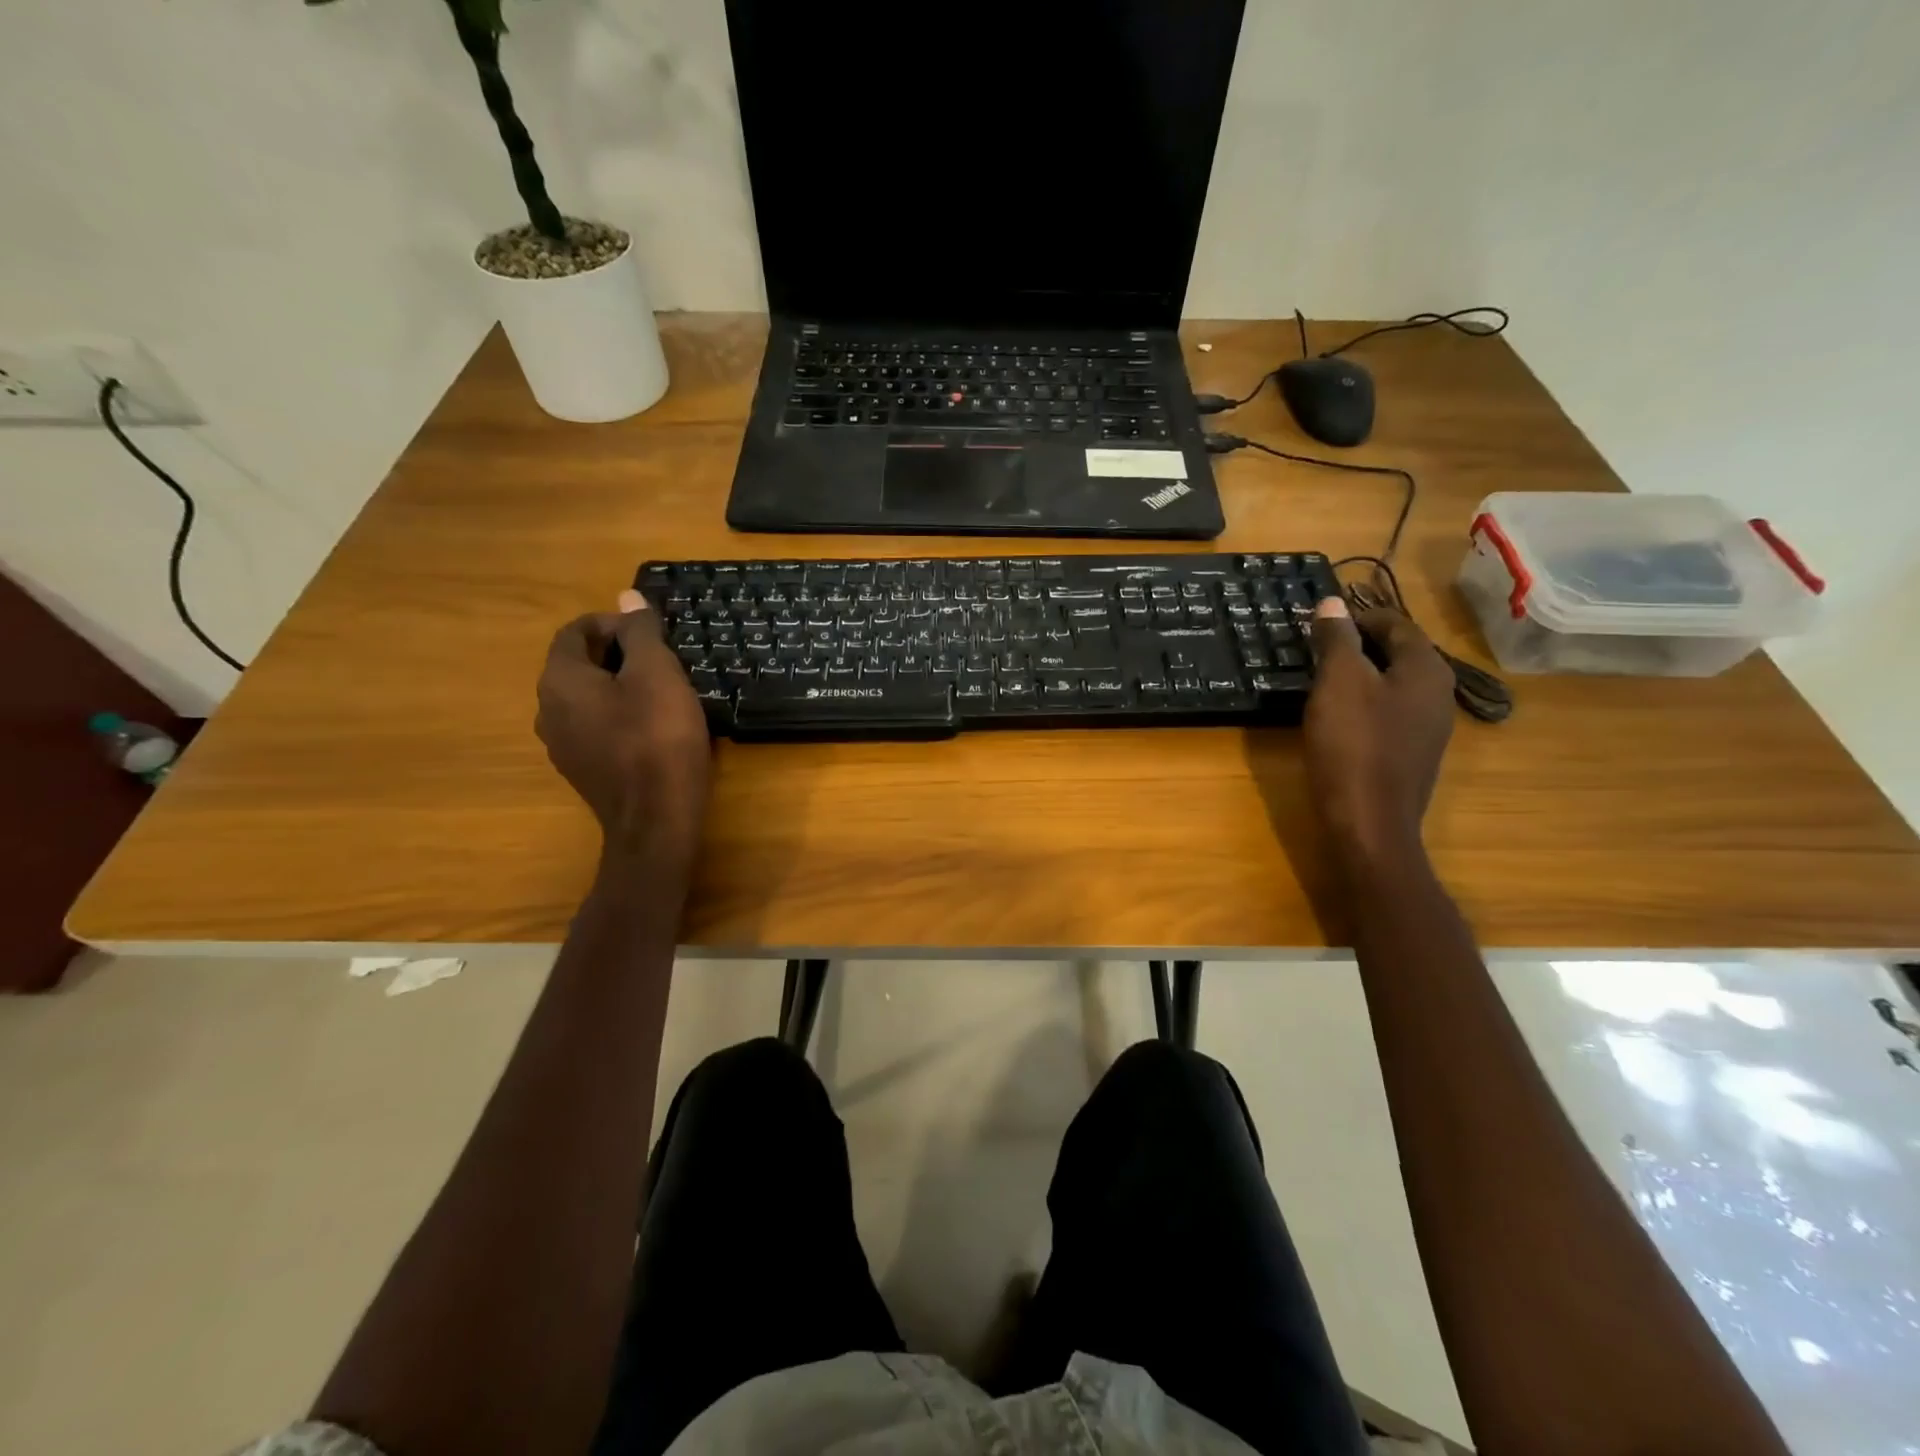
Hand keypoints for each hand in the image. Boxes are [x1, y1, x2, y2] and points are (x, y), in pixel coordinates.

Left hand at [536, 591, 711, 860]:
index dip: (612, 621)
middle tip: (664, 658)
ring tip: (664, 690)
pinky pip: (597, 727)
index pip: (573, 632)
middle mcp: (548, 710)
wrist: (655, 820)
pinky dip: (620, 715)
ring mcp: (563, 745)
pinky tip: (654, 726)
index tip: (651, 630)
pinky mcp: (583, 770)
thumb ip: (641, 633)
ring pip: (588, 698)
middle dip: (618, 653)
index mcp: (560, 680)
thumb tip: (626, 597)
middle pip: (578, 665)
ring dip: (620, 685)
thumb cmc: (658, 738)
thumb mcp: (658, 674)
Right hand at [1304, 595, 1454, 864]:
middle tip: (1317, 646)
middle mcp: (1438, 693)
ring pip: (1393, 684)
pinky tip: (1338, 716)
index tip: (1321, 620)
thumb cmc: (1353, 744)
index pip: (1396, 624)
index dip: (1358, 616)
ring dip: (1361, 675)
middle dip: (1359, 645)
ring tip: (1322, 678)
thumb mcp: (1338, 683)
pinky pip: (1390, 713)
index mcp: (1426, 669)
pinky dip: (1365, 703)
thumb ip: (1336, 639)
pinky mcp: (1412, 755)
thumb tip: (1332, 602)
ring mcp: (1429, 727)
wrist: (1369, 822)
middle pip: (1398, 653)